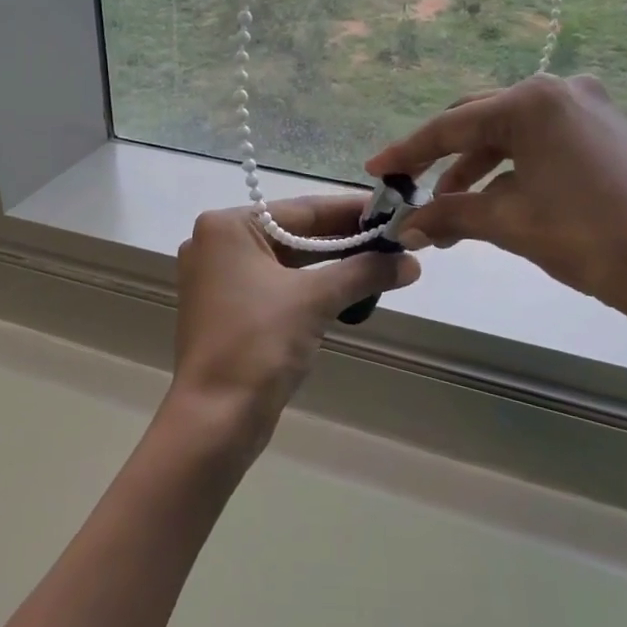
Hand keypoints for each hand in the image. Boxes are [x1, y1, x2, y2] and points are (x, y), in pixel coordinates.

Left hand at [170, 196, 419, 462]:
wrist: (215, 418)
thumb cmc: (259, 344)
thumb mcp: (316, 299)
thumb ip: (364, 272)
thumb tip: (412, 261)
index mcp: (228, 227)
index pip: (302, 210)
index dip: (351, 211)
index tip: (392, 208)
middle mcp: (216, 244)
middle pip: (294, 233)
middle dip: (345, 239)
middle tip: (395, 238)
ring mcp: (218, 278)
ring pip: (287, 262)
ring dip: (332, 265)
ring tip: (382, 261)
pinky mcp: (226, 309)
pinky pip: (276, 285)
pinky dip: (310, 286)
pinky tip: (348, 289)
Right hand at [366, 74, 626, 326]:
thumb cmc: (586, 236)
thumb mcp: (508, 222)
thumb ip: (449, 215)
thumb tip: (406, 228)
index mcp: (534, 101)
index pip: (454, 125)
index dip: (410, 151)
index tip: (377, 168)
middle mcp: (561, 91)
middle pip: (481, 122)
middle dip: (443, 160)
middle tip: (411, 191)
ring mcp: (589, 108)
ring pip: (511, 134)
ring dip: (476, 170)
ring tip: (450, 213)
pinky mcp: (606, 131)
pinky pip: (541, 144)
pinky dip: (511, 170)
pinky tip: (493, 201)